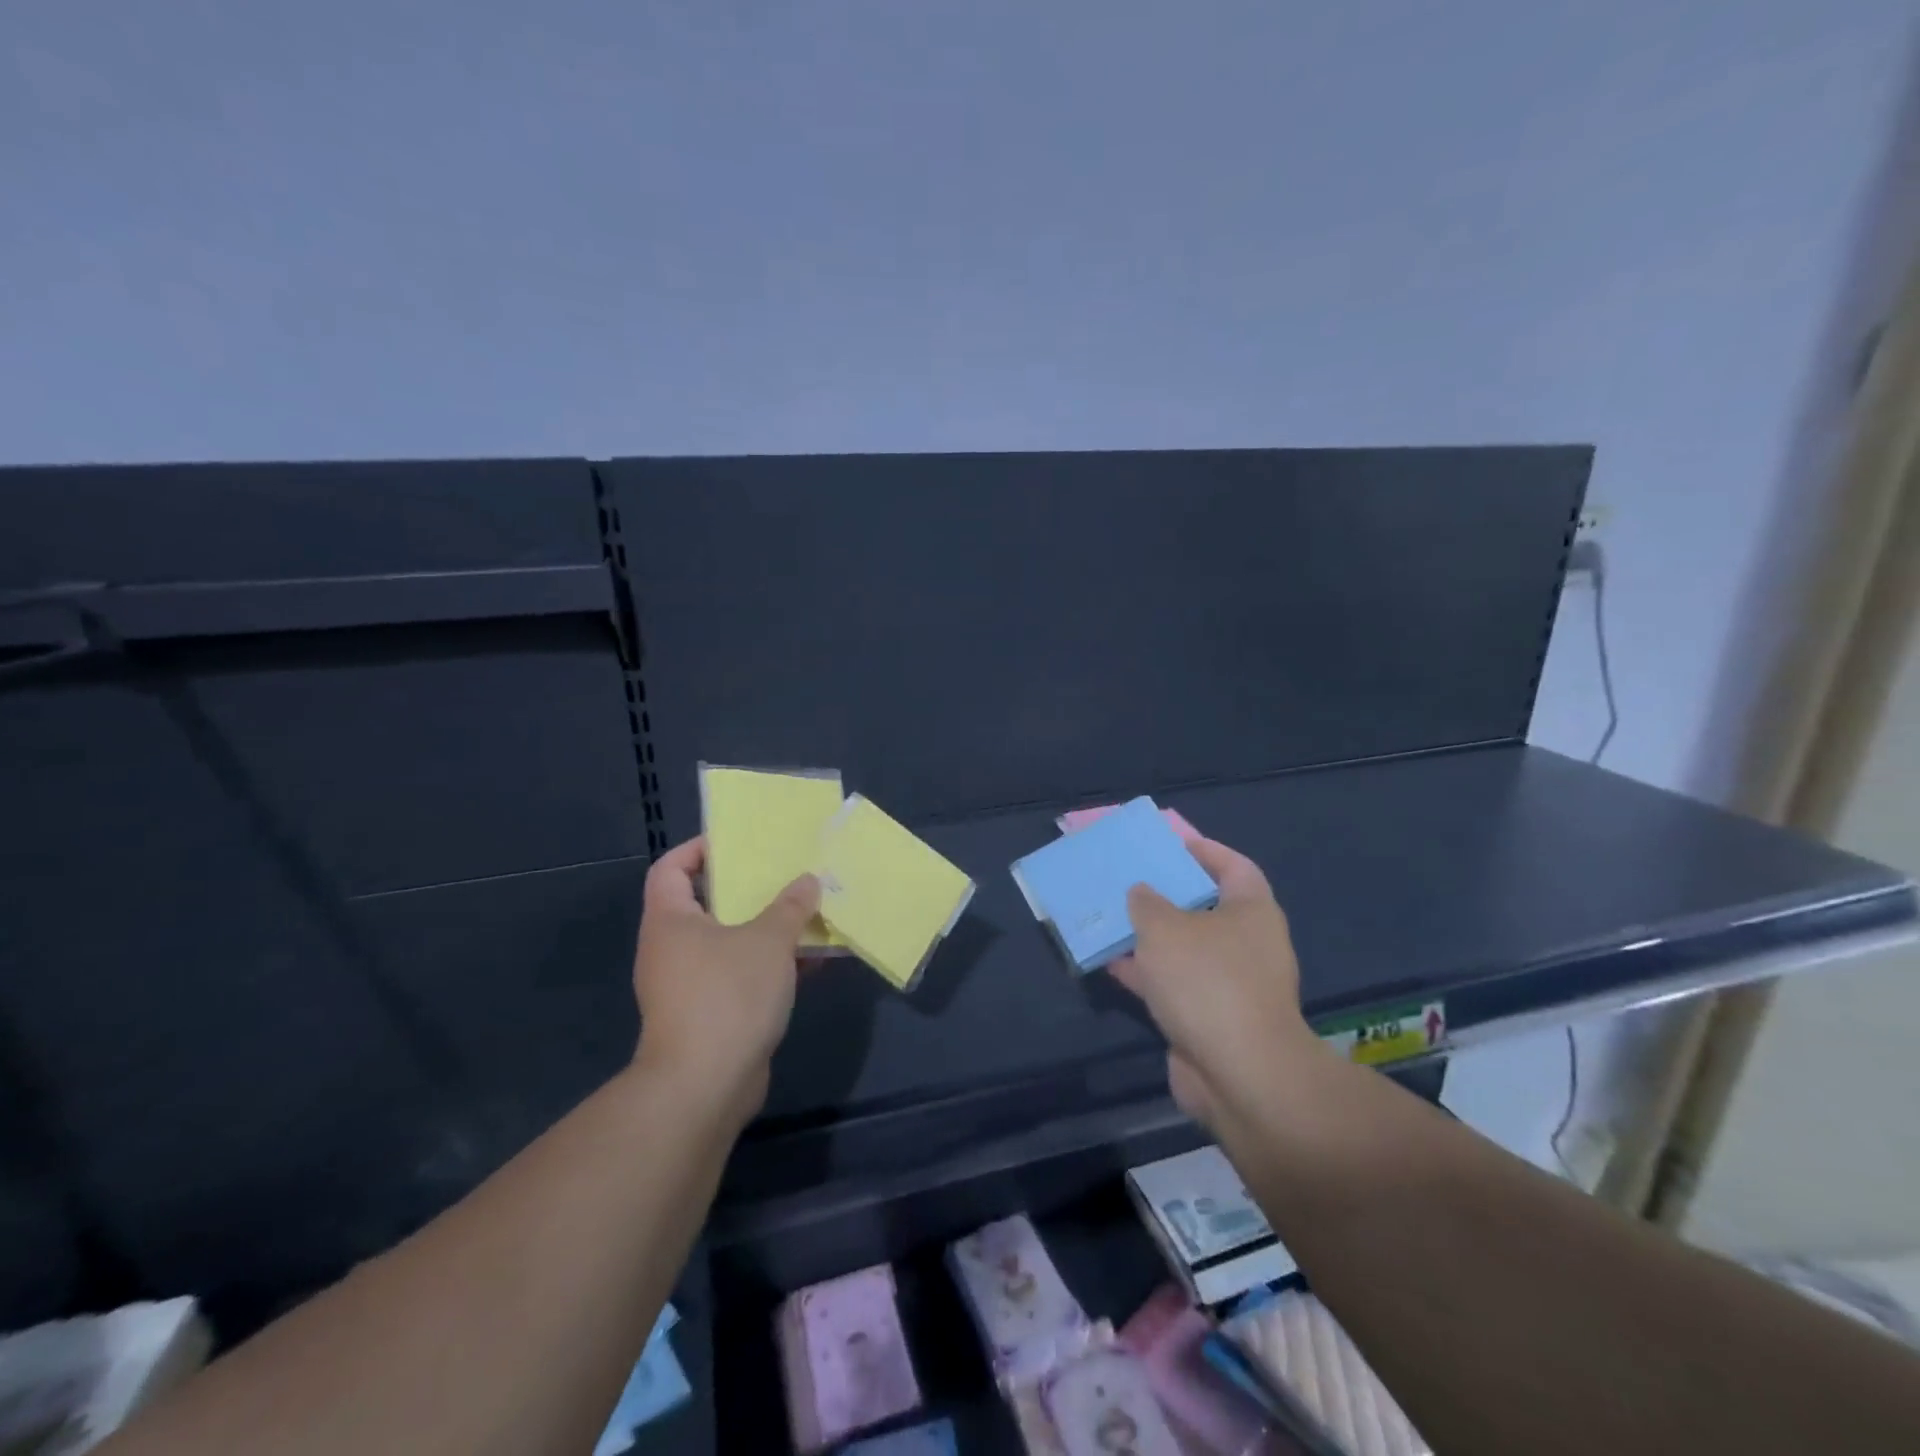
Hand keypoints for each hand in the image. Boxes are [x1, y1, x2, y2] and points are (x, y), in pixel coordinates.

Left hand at [630, 836, 819, 1124]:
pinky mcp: (711, 1014)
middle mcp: (672, 948)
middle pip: (707, 903)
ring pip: (731, 942)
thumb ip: (790, 906)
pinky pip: (742, 975)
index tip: (739, 843)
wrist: (705, 1086)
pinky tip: (813, 961)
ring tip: (808, 912)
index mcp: (671, 920)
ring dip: (768, 929)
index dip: (699, 849)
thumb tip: (808, 881)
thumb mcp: (768, 940)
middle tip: (785, 874)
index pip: (671, 868)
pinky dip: (772, 965)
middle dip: (748, 889)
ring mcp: (689, 984)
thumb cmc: (728, 995)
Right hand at [1110, 837, 1319, 1129]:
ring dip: (1151, 938)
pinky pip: (1175, 985)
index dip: (1205, 851)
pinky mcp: (1212, 1020)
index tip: (1171, 844)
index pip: (1233, 866)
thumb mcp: (1164, 927)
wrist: (1238, 1073)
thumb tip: (1142, 894)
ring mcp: (1232, 985)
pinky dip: (1148, 975)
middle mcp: (1248, 944)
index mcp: (1252, 910)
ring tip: (1112, 919)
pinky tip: (1114, 964)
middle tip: (1132, 881)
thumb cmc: (1206, 980)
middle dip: (1168, 896)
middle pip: (1205, 908)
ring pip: (1185, 950)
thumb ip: (1146, 903)